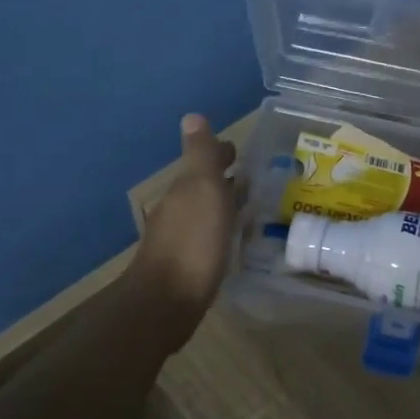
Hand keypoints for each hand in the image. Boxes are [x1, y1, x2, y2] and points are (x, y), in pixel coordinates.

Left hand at [128, 114, 238, 326]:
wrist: (167, 302)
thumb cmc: (192, 241)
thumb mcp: (202, 189)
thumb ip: (201, 155)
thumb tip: (192, 115)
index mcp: (184, 189)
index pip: (203, 162)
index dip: (220, 154)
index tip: (240, 150)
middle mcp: (178, 210)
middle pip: (203, 187)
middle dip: (224, 178)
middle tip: (252, 177)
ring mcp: (181, 240)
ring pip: (206, 212)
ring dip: (224, 204)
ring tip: (249, 205)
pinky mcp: (188, 267)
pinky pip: (209, 237)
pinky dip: (222, 229)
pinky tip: (234, 239)